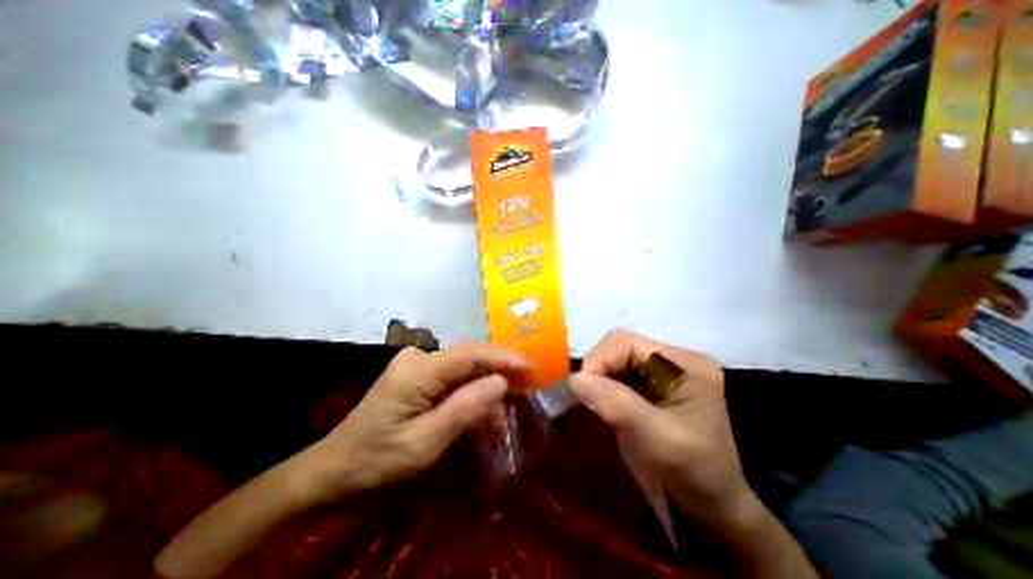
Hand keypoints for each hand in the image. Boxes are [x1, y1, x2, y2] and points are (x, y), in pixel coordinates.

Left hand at [295, 344, 526, 502]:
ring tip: (506, 404)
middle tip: (526, 383)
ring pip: (464, 366)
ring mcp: (417, 362)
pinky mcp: (418, 372)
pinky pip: (453, 374)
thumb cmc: (377, 461)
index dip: (502, 357)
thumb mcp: (424, 444)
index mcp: (417, 371)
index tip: (530, 366)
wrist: (334, 467)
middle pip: (469, 356)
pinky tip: (482, 406)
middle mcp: (418, 357)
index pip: (469, 354)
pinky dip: (471, 388)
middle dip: (499, 369)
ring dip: (486, 382)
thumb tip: (501, 382)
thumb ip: (464, 410)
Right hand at [568, 330, 756, 541]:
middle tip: (579, 397)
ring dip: (595, 379)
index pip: (626, 343)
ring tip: (584, 401)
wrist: (713, 514)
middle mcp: (673, 360)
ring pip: (614, 361)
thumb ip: (615, 404)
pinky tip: (595, 403)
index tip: (578, 390)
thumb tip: (573, 379)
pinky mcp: (650, 388)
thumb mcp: (656, 439)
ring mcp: (661, 373)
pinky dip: (600, 387)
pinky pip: (616, 376)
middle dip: (595, 370)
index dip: (598, 360)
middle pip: (618, 348)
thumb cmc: (693, 475)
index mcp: (684, 364)